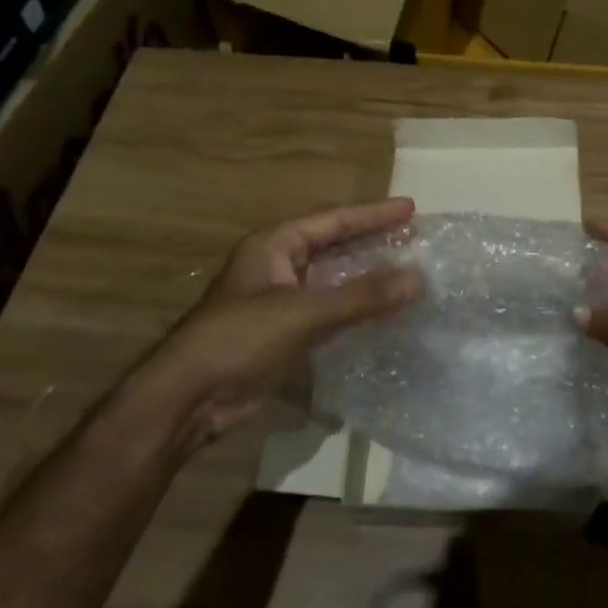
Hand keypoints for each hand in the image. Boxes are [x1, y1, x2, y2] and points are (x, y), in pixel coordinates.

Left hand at [125, 198, 421, 446]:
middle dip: (374, 242)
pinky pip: (329, 310)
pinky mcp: (284, 332)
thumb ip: (363, 296)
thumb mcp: (304, 312)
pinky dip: (356, 308)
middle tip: (415, 238)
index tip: (411, 208)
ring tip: (407, 271)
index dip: (373, 214)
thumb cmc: (240, 339)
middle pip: (335, 246)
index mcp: (275, 245)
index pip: (334, 221)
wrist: (188, 399)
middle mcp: (278, 266)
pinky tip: (383, 312)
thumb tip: (419, 278)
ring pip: (334, 280)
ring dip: (368, 277)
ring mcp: (280, 300)